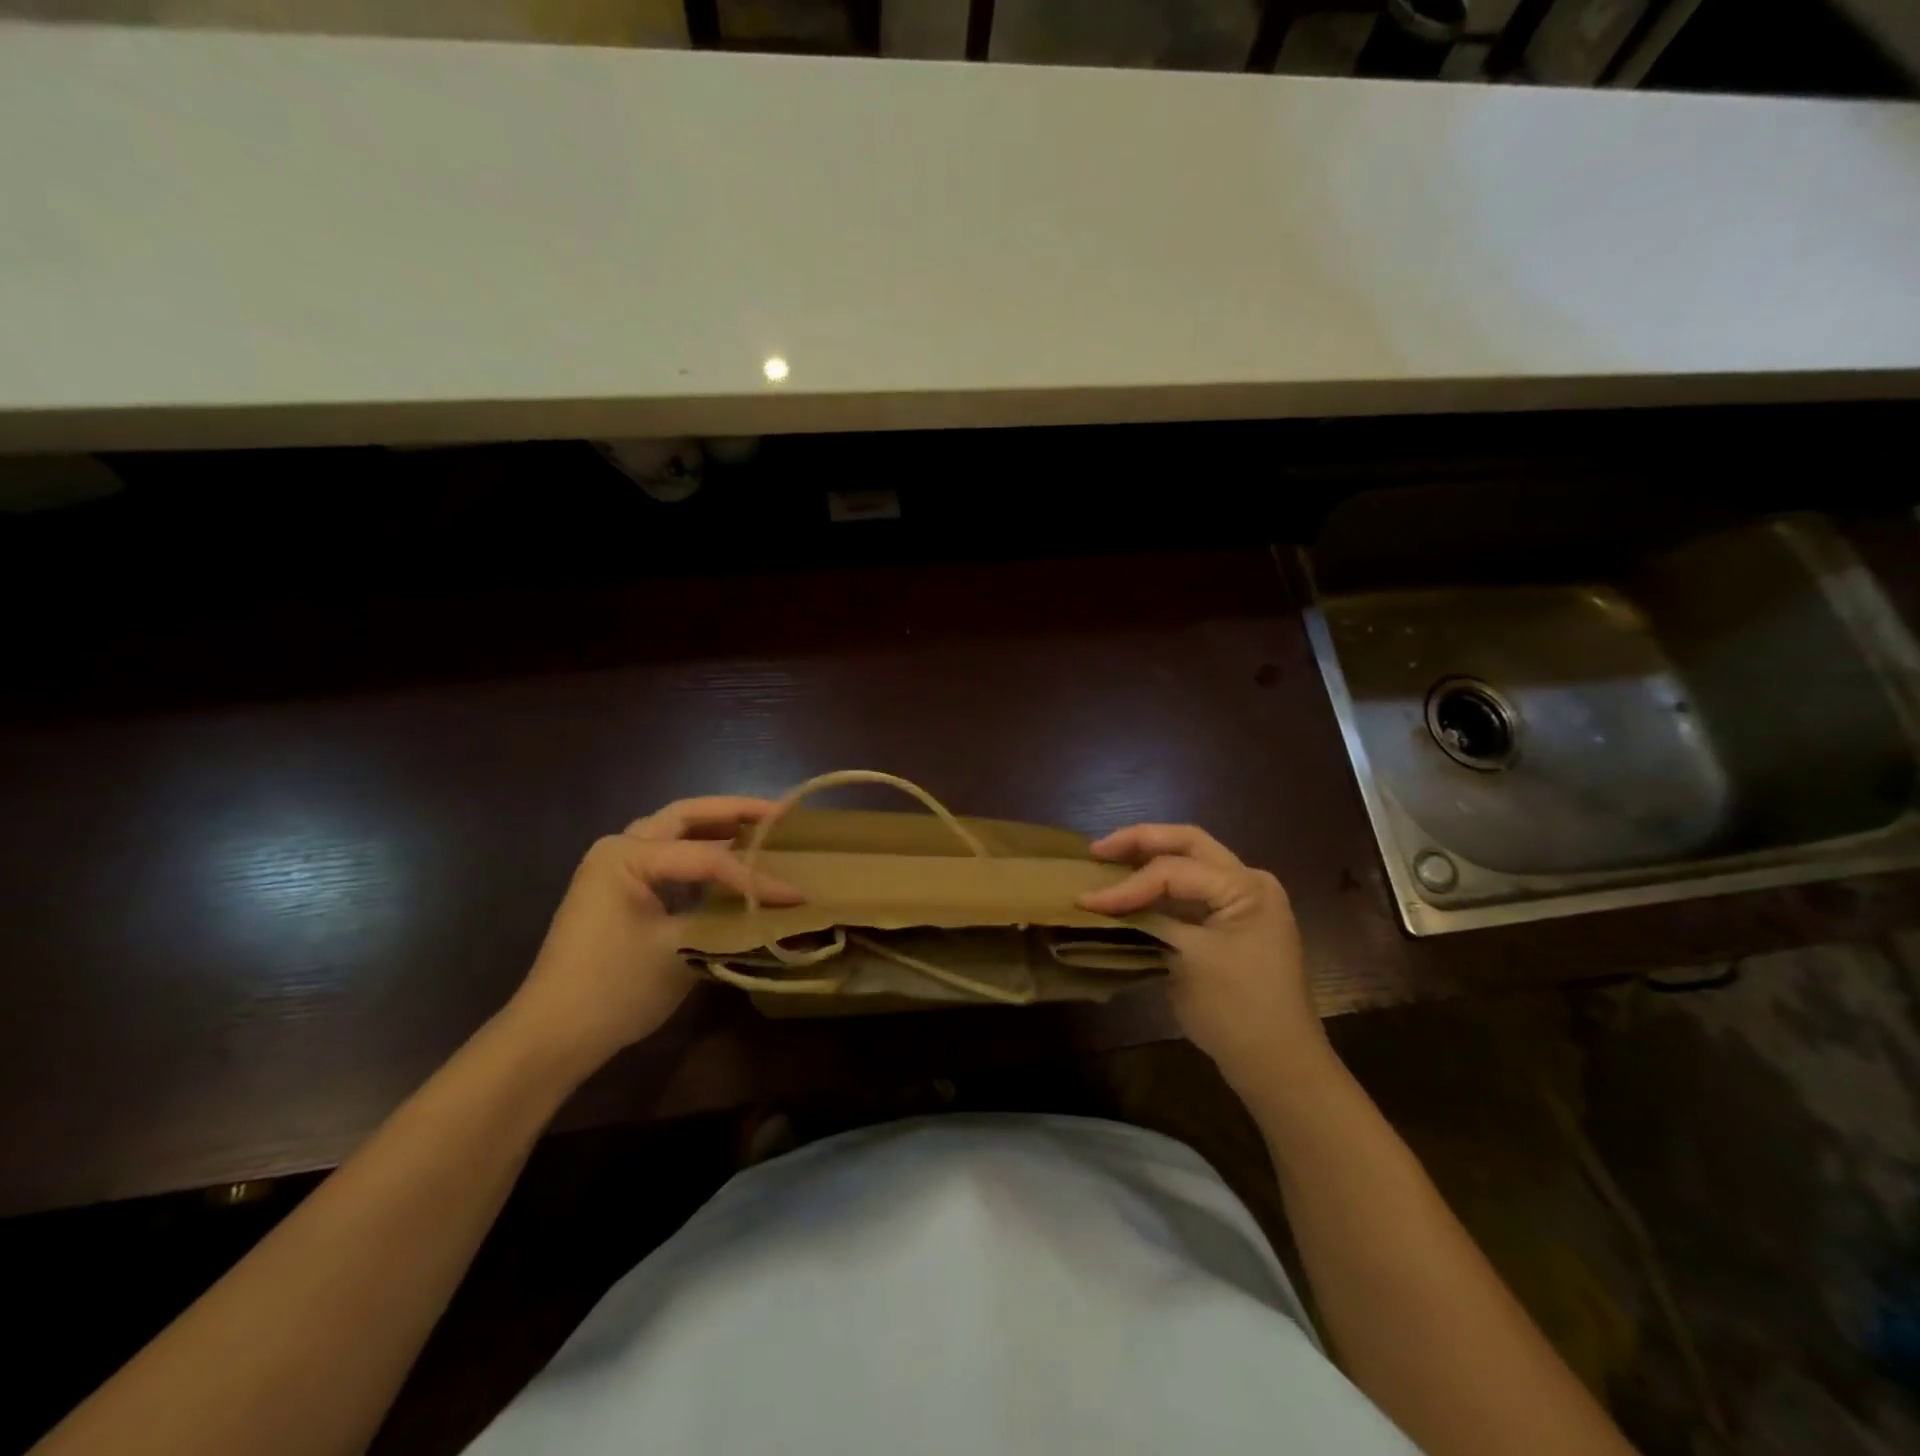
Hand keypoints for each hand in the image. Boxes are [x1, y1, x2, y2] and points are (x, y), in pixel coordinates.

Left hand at [501, 797, 803, 1077]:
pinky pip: (668, 858)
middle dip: (734, 811)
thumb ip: (731, 918)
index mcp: (627, 855)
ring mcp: (614, 868)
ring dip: (717, 826)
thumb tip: (782, 909)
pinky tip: (729, 862)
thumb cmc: (613, 989)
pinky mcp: (619, 891)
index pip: (707, 858)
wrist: (552, 1037)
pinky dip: (701, 852)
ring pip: (675, 831)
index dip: (756, 876)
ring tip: (762, 828)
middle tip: (780, 815)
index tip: (798, 894)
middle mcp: (619, 849)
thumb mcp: (680, 950)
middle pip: (686, 816)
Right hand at [1077, 825, 1326, 1092]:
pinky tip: (1133, 889)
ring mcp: (1245, 901)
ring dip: (1150, 857)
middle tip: (1098, 851)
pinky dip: (1162, 884)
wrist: (1279, 1066)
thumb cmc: (1237, 1011)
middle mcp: (1250, 882)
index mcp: (1246, 886)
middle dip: (1140, 841)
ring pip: (1191, 861)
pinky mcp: (1235, 921)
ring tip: (1109, 861)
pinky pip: (1194, 888)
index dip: (1127, 884)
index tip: (1086, 901)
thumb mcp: (1186, 960)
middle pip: (1188, 843)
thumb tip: (1098, 903)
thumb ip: (1146, 921)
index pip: (1174, 871)